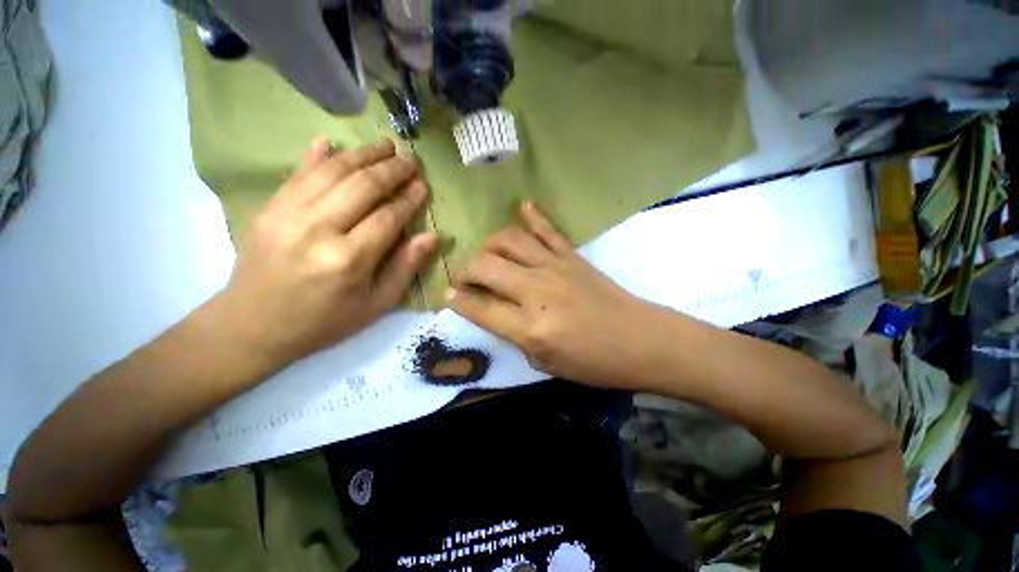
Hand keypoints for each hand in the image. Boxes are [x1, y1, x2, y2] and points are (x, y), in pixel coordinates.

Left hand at [216, 138, 436, 369]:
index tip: (423, 185)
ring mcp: (287, 214)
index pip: (388, 217)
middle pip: (362, 186)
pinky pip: (296, 173)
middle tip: (410, 159)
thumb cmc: (325, 321)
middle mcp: (318, 229)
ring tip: (385, 146)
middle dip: (391, 169)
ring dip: (362, 154)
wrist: (252, 326)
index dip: (409, 199)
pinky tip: (330, 141)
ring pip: (332, 172)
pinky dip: (315, 155)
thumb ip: (405, 268)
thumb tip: (431, 236)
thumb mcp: (376, 305)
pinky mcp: (268, 208)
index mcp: (349, 259)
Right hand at [448, 202, 663, 389]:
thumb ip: (514, 337)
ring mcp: (556, 268)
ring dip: (490, 245)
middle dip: (465, 270)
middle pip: (486, 266)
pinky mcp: (573, 257)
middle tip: (464, 278)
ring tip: (487, 255)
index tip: (448, 294)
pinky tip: (522, 207)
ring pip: (510, 240)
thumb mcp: (545, 364)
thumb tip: (492, 312)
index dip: (458, 300)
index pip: (480, 307)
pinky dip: (533, 216)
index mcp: (530, 327)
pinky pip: (548, 230)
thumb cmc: (594, 363)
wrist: (641, 341)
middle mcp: (537, 291)